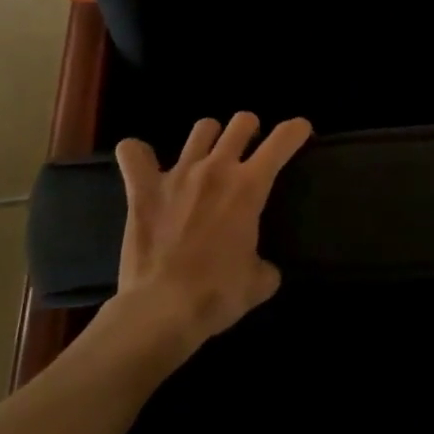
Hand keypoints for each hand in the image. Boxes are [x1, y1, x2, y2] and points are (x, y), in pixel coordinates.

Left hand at [109, 112, 311, 348]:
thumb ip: (265, 266)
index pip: (282, 140)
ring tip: (208, 154)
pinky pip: (133, 155)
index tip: (300, 131)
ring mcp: (178, 175)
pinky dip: (137, 154)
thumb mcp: (258, 283)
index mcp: (249, 186)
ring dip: (210, 137)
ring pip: (201, 130)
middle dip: (251, 129)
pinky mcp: (142, 190)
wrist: (161, 310)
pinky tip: (142, 162)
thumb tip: (262, 268)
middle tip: (250, 148)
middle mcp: (216, 168)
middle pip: (241, 123)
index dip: (296, 130)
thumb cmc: (217, 294)